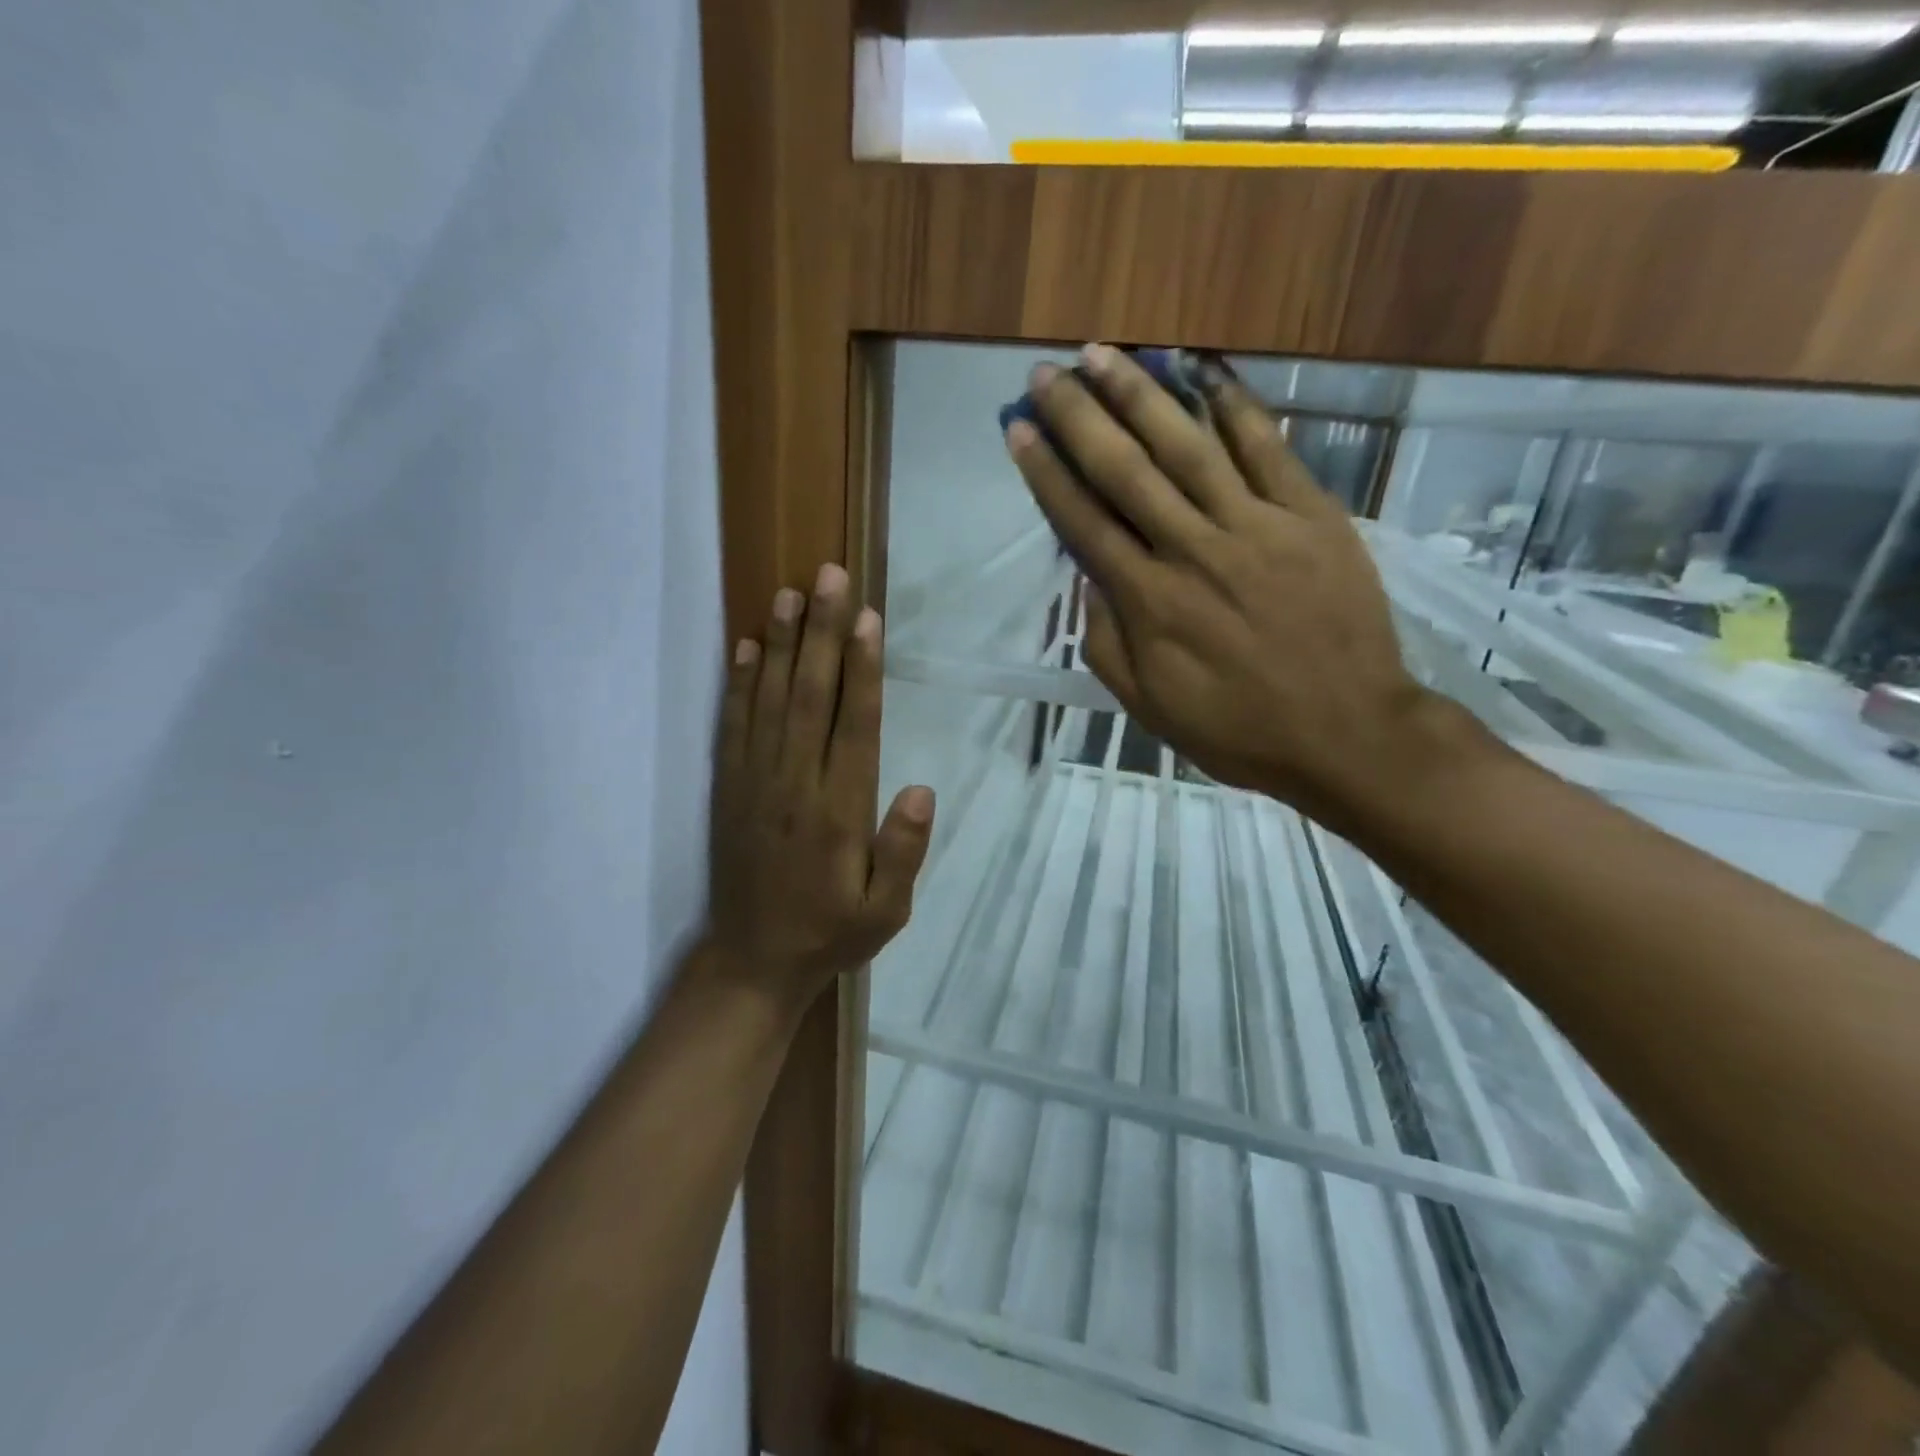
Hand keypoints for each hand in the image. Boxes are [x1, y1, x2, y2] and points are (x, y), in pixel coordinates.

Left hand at [705, 564, 935, 1009]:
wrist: (752, 962)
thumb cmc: (829, 933)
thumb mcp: (885, 912)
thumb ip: (903, 853)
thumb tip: (920, 790)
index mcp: (838, 812)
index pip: (854, 726)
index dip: (862, 669)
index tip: (866, 619)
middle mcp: (794, 785)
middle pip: (810, 696)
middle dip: (821, 633)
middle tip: (829, 577)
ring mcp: (755, 783)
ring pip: (768, 701)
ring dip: (779, 645)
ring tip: (788, 594)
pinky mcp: (728, 788)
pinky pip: (732, 726)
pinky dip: (738, 684)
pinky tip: (744, 647)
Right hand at [1003, 345, 1443, 830]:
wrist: (1347, 734)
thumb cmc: (1237, 729)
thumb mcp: (1149, 705)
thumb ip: (1107, 641)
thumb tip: (1089, 578)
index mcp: (1150, 602)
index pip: (1084, 522)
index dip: (1047, 473)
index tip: (1018, 429)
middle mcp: (1193, 550)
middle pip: (1126, 471)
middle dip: (1080, 418)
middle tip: (1047, 373)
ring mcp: (1257, 526)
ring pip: (1188, 446)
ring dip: (1140, 395)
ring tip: (1105, 353)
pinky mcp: (1311, 515)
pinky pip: (1268, 448)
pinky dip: (1235, 405)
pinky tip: (1203, 370)